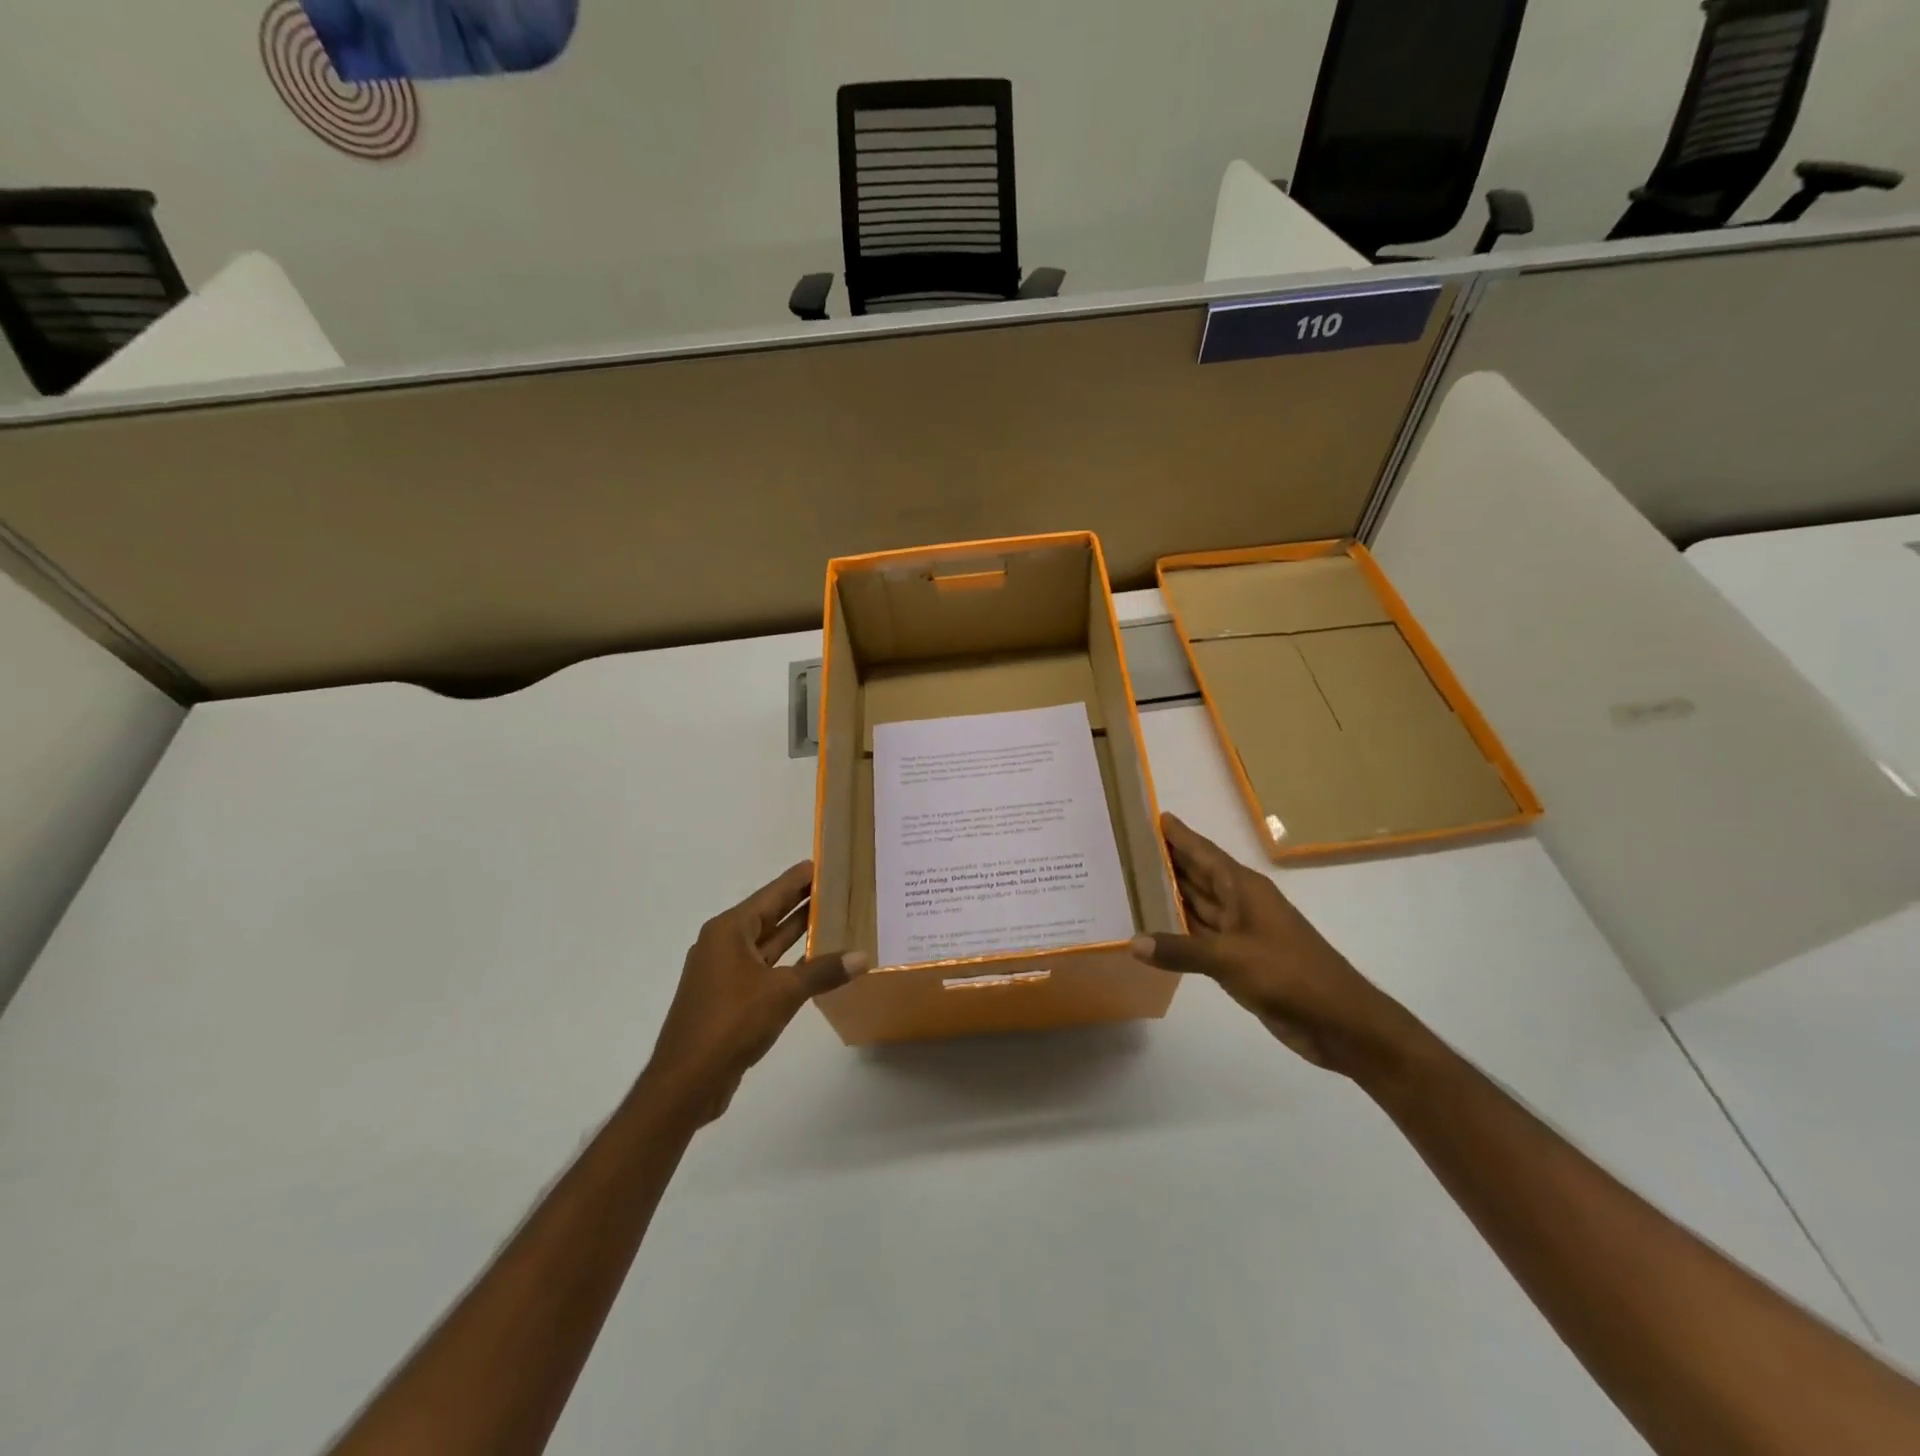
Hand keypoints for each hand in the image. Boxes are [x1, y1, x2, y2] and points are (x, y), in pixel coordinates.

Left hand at [644, 861, 867, 1122]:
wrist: (686, 1082)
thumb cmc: (731, 1023)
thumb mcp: (783, 993)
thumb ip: (823, 971)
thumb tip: (863, 957)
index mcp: (729, 931)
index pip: (772, 894)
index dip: (799, 879)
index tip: (826, 862)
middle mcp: (724, 944)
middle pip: (770, 915)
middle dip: (802, 903)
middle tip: (839, 887)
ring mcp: (725, 972)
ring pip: (768, 943)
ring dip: (797, 933)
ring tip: (834, 918)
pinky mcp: (729, 997)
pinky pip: (765, 968)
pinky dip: (789, 962)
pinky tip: (815, 962)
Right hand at [1131, 814, 1425, 1079]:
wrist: (1339, 1021)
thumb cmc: (1288, 974)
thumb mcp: (1230, 958)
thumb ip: (1180, 950)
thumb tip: (1133, 942)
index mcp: (1244, 889)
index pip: (1205, 853)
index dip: (1180, 835)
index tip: (1154, 816)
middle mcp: (1241, 904)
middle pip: (1199, 875)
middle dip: (1168, 861)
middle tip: (1129, 847)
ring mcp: (1241, 932)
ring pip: (1199, 905)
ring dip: (1170, 894)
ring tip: (1132, 881)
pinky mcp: (1240, 960)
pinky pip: (1201, 935)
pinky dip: (1179, 929)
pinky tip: (1154, 928)